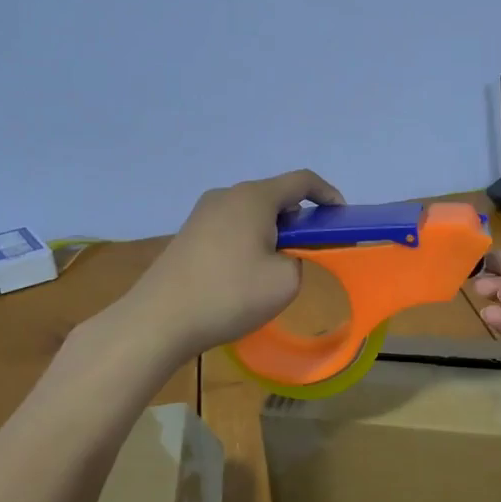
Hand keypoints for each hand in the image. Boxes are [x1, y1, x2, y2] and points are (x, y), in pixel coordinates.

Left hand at [129, 169, 343, 356]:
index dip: (328, 195)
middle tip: (312, 250)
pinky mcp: (188, 234)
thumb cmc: (229, 294)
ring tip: (279, 267)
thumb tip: (285, 255)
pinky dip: (249, 241)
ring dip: (273, 232)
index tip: (341, 219)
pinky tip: (245, 275)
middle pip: (275, 196)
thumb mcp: (286, 281)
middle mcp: (227, 195)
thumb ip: (301, 260)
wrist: (159, 320)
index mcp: (254, 197)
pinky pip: (231, 227)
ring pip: (252, 213)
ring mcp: (202, 214)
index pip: (302, 181)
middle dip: (299, 219)